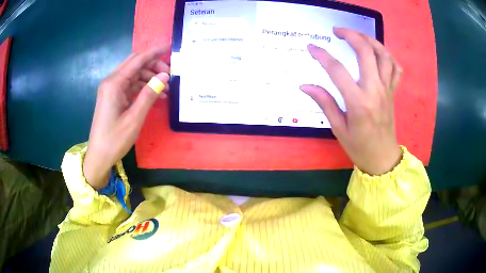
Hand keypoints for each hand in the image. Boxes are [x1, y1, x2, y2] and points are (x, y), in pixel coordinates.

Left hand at [83, 47, 169, 188]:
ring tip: (165, 89)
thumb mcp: (135, 118)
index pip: (137, 60)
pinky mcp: (112, 98)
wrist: (99, 156)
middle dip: (153, 66)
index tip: (169, 48)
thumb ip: (149, 94)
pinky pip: (129, 86)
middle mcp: (111, 82)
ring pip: (133, 75)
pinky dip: (142, 88)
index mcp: (114, 84)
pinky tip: (154, 95)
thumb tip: (164, 75)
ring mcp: (110, 90)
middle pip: (134, 64)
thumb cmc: (115, 139)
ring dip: (149, 78)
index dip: (154, 53)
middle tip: (169, 75)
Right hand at [301, 28, 401, 174]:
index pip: (337, 70)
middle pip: (365, 52)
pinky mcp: (393, 92)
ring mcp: (387, 89)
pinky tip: (378, 53)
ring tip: (358, 36)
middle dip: (350, 35)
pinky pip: (395, 68)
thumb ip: (324, 103)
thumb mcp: (338, 128)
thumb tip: (305, 86)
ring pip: (383, 55)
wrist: (383, 157)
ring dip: (370, 40)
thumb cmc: (359, 146)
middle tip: (338, 31)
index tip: (311, 47)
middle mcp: (375, 90)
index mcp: (358, 102)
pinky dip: (388, 56)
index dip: (322, 55)